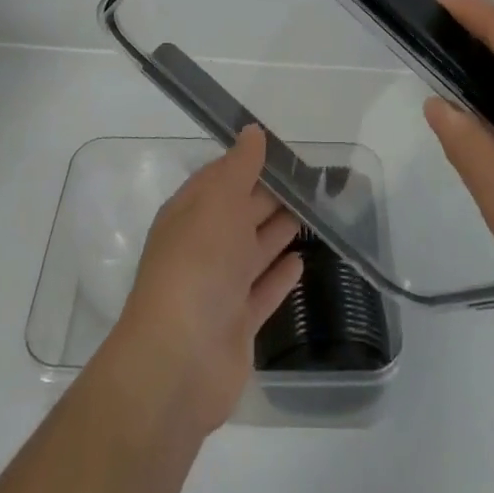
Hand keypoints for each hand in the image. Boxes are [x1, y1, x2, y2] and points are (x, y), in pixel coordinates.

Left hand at [97, 127, 304, 438]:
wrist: (179, 361)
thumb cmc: (198, 265)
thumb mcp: (219, 200)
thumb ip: (239, 166)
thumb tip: (252, 131)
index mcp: (191, 212)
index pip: (222, 177)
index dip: (251, 162)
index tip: (287, 151)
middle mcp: (203, 246)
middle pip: (241, 212)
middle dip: (272, 195)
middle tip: (313, 180)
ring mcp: (219, 288)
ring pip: (254, 250)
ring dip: (279, 231)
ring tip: (314, 213)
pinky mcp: (238, 325)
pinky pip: (263, 291)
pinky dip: (280, 276)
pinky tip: (302, 262)